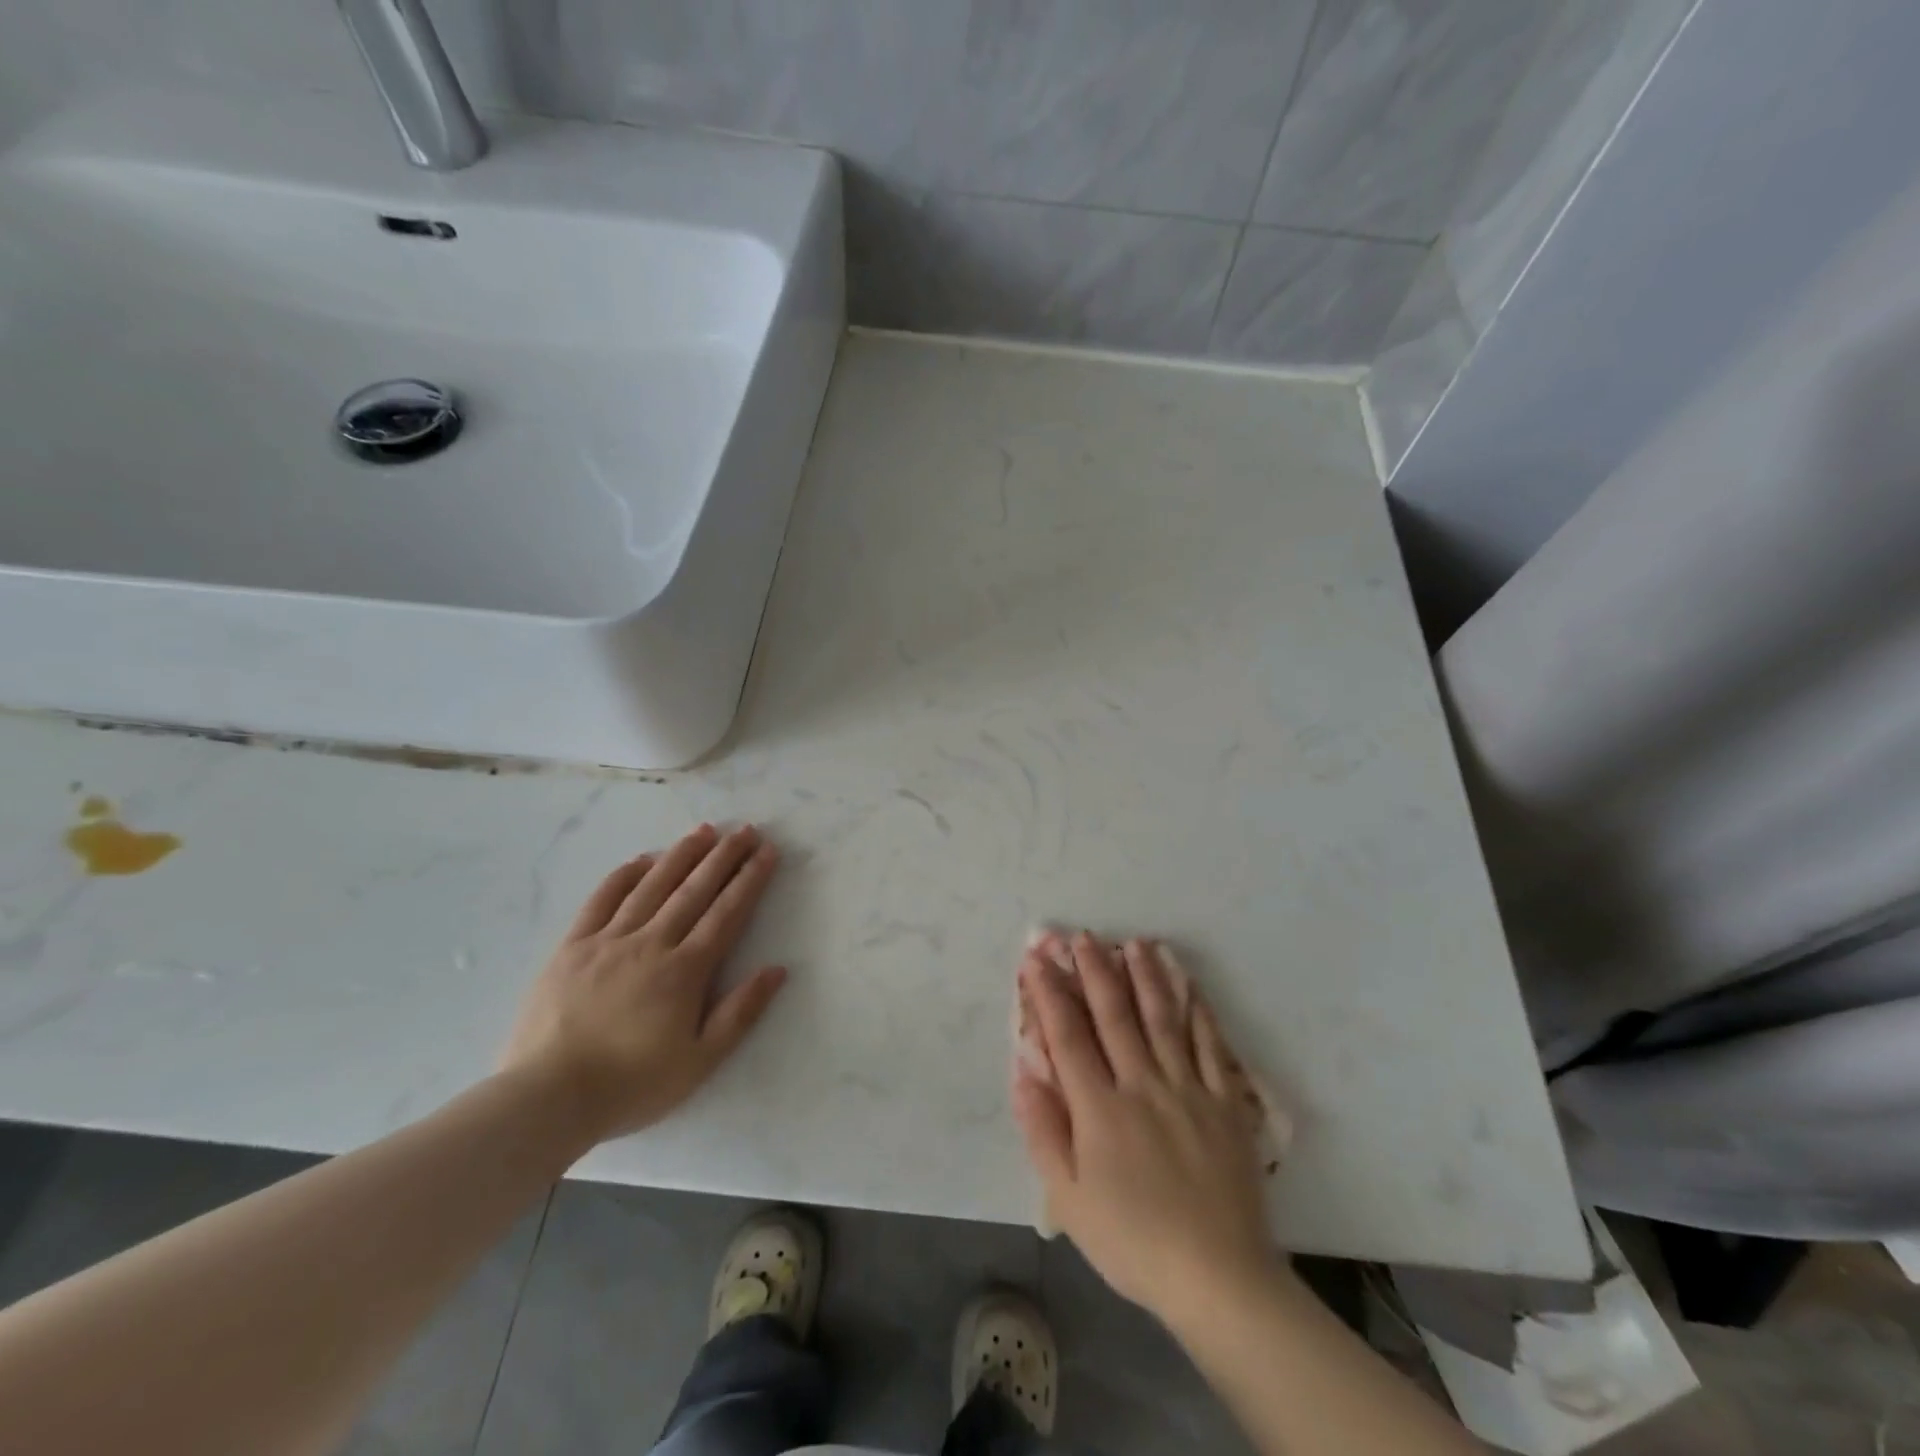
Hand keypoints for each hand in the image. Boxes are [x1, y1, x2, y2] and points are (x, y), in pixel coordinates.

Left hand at [501, 823, 786, 1147]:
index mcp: (685, 970)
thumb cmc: (631, 1084)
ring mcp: (608, 941)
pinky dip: (624, 876)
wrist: (546, 1098)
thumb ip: (741, 1012)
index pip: (727, 913)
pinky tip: (641, 860)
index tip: (767, 851)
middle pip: (694, 890)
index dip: (750, 879)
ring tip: (703, 831)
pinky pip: (601, 900)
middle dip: (724, 857)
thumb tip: (778, 969)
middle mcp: (651, 943)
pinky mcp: (572, 947)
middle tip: (744, 829)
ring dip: (681, 855)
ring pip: (652, 886)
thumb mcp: (701, 1060)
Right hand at [1014, 934, 1281, 1328]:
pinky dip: (1199, 1013)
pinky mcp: (1227, 1103)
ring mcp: (1189, 1089)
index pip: (1068, 1037)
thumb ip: (1044, 1131)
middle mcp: (1143, 1085)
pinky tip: (1190, 987)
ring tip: (1134, 943)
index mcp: (1101, 1109)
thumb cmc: (1133, 1241)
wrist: (1219, 1278)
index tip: (1037, 959)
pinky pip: (1212, 1047)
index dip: (1050, 994)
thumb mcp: (1070, 1199)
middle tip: (1082, 936)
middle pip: (1115, 1016)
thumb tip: (1024, 1072)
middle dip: (1095, 971)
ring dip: (1146, 977)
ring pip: (1163, 1019)